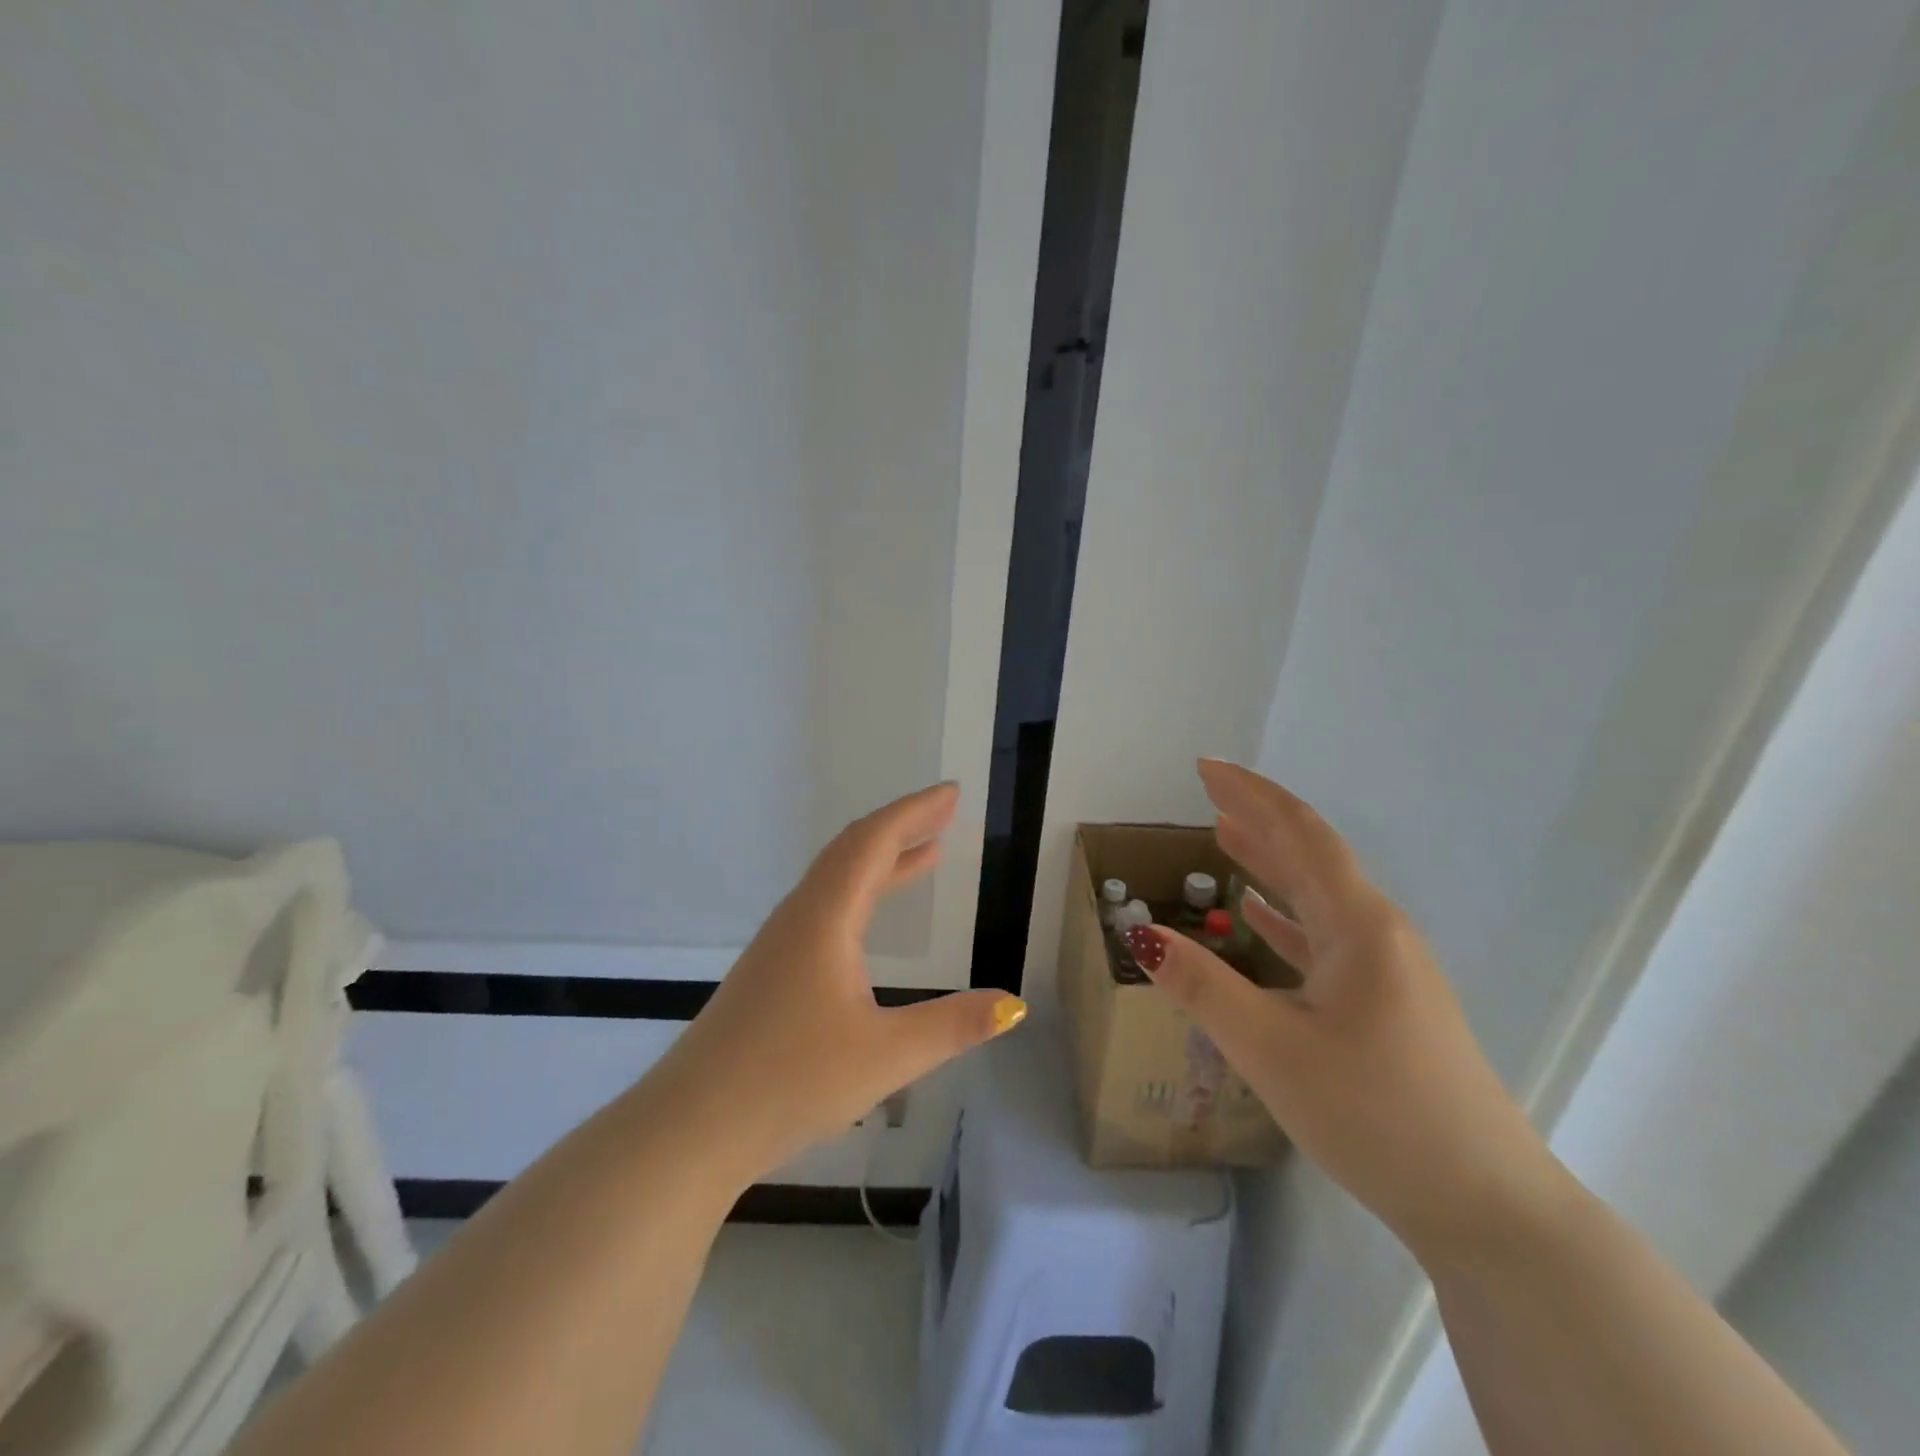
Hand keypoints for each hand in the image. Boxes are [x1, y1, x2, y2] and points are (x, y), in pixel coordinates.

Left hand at [652, 782, 1026, 1191]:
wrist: (690, 1127)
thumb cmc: (788, 1082)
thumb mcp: (885, 1056)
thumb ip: (953, 1026)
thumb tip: (1015, 1005)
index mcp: (825, 918)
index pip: (874, 842)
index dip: (915, 812)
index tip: (952, 793)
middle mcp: (800, 916)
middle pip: (853, 849)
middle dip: (902, 826)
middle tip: (945, 812)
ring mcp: (780, 943)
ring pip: (836, 878)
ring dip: (881, 858)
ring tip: (925, 852)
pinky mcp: (771, 970)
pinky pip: (825, 906)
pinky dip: (861, 891)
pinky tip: (872, 919)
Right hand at [1130, 760, 1561, 1260]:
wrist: (1486, 1207)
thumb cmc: (1376, 1115)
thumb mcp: (1271, 1049)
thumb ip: (1203, 988)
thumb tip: (1141, 935)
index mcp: (1359, 927)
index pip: (1300, 835)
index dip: (1251, 795)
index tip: (1204, 767)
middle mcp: (1377, 934)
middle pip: (1310, 857)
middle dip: (1258, 818)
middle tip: (1206, 790)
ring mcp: (1386, 970)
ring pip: (1317, 896)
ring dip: (1270, 862)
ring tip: (1224, 834)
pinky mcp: (1385, 1003)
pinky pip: (1325, 937)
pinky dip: (1287, 915)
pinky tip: (1260, 915)